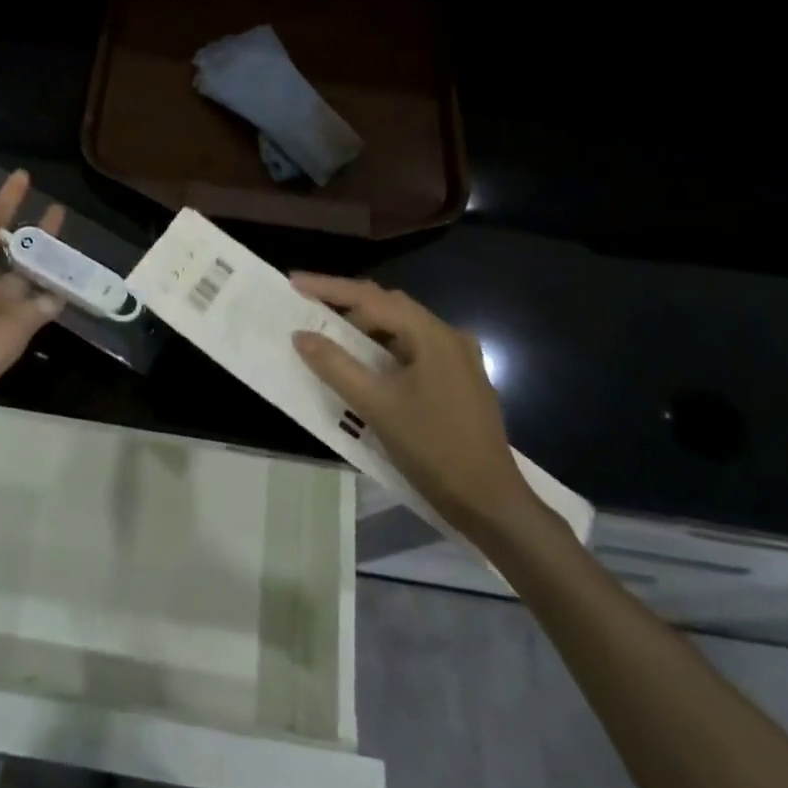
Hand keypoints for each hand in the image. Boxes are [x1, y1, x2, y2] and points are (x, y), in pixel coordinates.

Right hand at [291, 274, 538, 541]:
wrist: (492, 505)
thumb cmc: (434, 450)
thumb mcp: (377, 407)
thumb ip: (336, 366)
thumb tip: (301, 335)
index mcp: (432, 334)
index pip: (371, 298)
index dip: (329, 288)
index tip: (294, 282)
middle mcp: (449, 337)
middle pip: (389, 307)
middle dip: (347, 305)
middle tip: (310, 308)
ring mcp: (459, 359)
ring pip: (403, 329)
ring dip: (366, 330)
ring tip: (333, 337)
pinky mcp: (461, 381)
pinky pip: (415, 350)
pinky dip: (385, 350)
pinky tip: (369, 366)